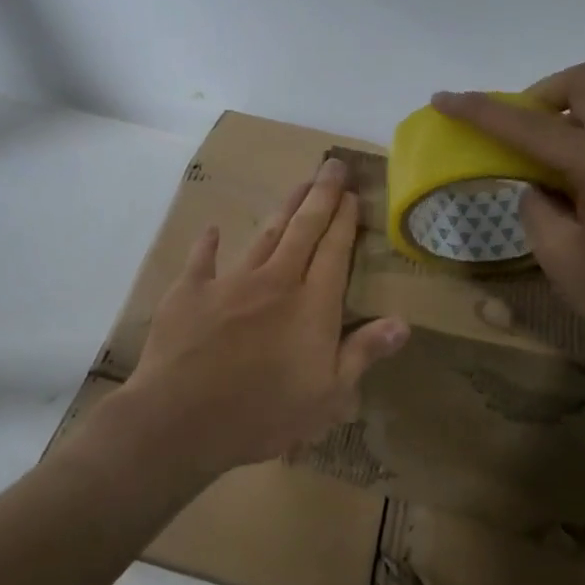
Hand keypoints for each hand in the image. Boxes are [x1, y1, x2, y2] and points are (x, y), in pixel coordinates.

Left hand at [116, 157, 409, 480]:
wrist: (182, 419)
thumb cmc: (263, 415)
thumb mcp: (327, 397)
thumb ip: (362, 353)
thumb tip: (403, 322)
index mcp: (311, 306)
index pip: (334, 251)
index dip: (345, 220)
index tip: (353, 193)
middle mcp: (275, 281)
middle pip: (303, 229)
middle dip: (321, 195)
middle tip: (332, 165)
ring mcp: (230, 282)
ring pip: (264, 235)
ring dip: (284, 208)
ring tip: (298, 184)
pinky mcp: (190, 291)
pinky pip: (202, 259)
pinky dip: (209, 243)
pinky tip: (214, 229)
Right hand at [433, 64, 584, 394]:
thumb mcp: (563, 260)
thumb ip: (537, 212)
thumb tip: (538, 190)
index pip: (530, 125)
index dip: (481, 110)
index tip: (444, 99)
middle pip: (584, 85)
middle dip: (538, 96)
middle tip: (513, 135)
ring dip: (564, 121)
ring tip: (538, 169)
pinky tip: (573, 193)